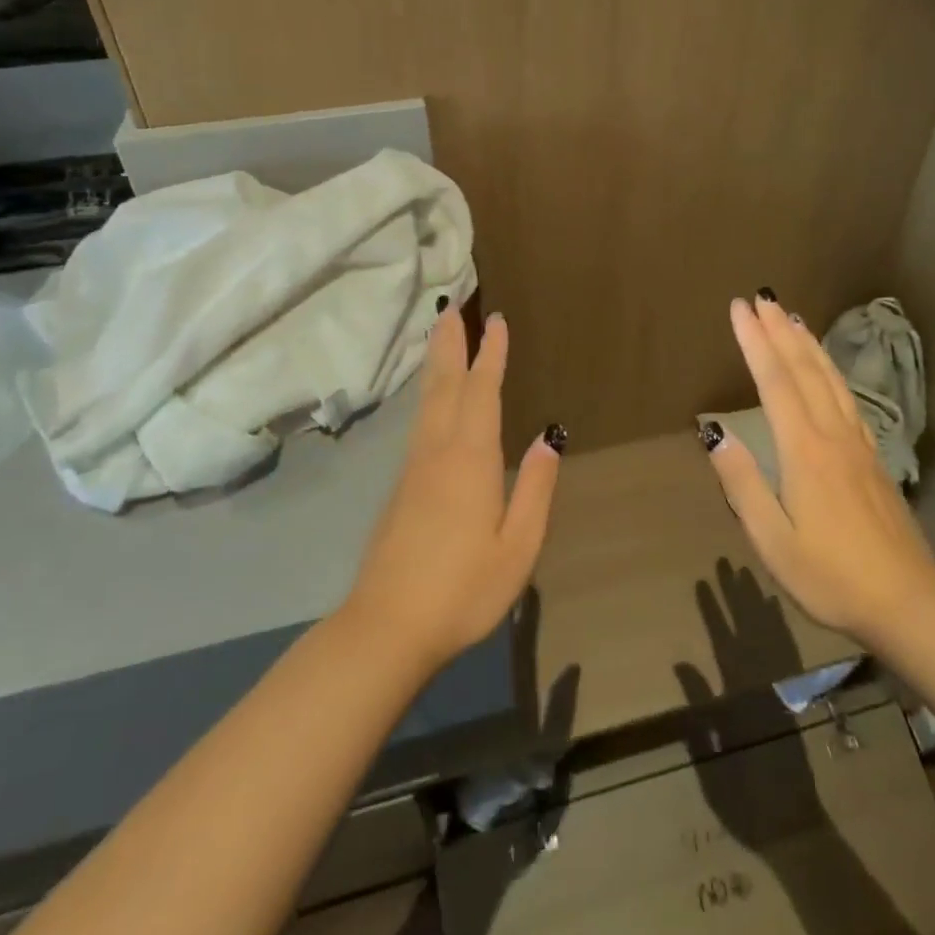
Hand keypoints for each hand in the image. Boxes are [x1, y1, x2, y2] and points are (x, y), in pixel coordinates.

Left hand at [340, 307, 561, 674]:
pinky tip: (431, 397)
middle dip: (451, 343)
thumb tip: (548, 437)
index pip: (482, 391)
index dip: (490, 354)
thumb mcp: (517, 547)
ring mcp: (414, 467)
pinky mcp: (401, 486)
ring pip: (427, 400)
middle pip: (445, 384)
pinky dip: (428, 393)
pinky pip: (419, 421)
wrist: (386, 627)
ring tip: (440, 334)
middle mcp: (438, 451)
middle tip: (452, 306)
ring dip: (436, 362)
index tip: (496, 320)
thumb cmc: (462, 590)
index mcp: (470, 459)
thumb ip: (535, 489)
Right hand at [703, 295, 934, 648]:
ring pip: (828, 378)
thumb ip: (743, 485)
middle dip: (778, 330)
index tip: (739, 308)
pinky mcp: (871, 455)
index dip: (755, 342)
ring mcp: (856, 442)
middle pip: (803, 369)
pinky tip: (824, 367)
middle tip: (761, 297)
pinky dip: (829, 369)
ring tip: (790, 317)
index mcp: (804, 450)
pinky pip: (845, 396)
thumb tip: (715, 434)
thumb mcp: (773, 541)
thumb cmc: (831, 575)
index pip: (774, 382)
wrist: (907, 600)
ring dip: (806, 343)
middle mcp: (831, 434)